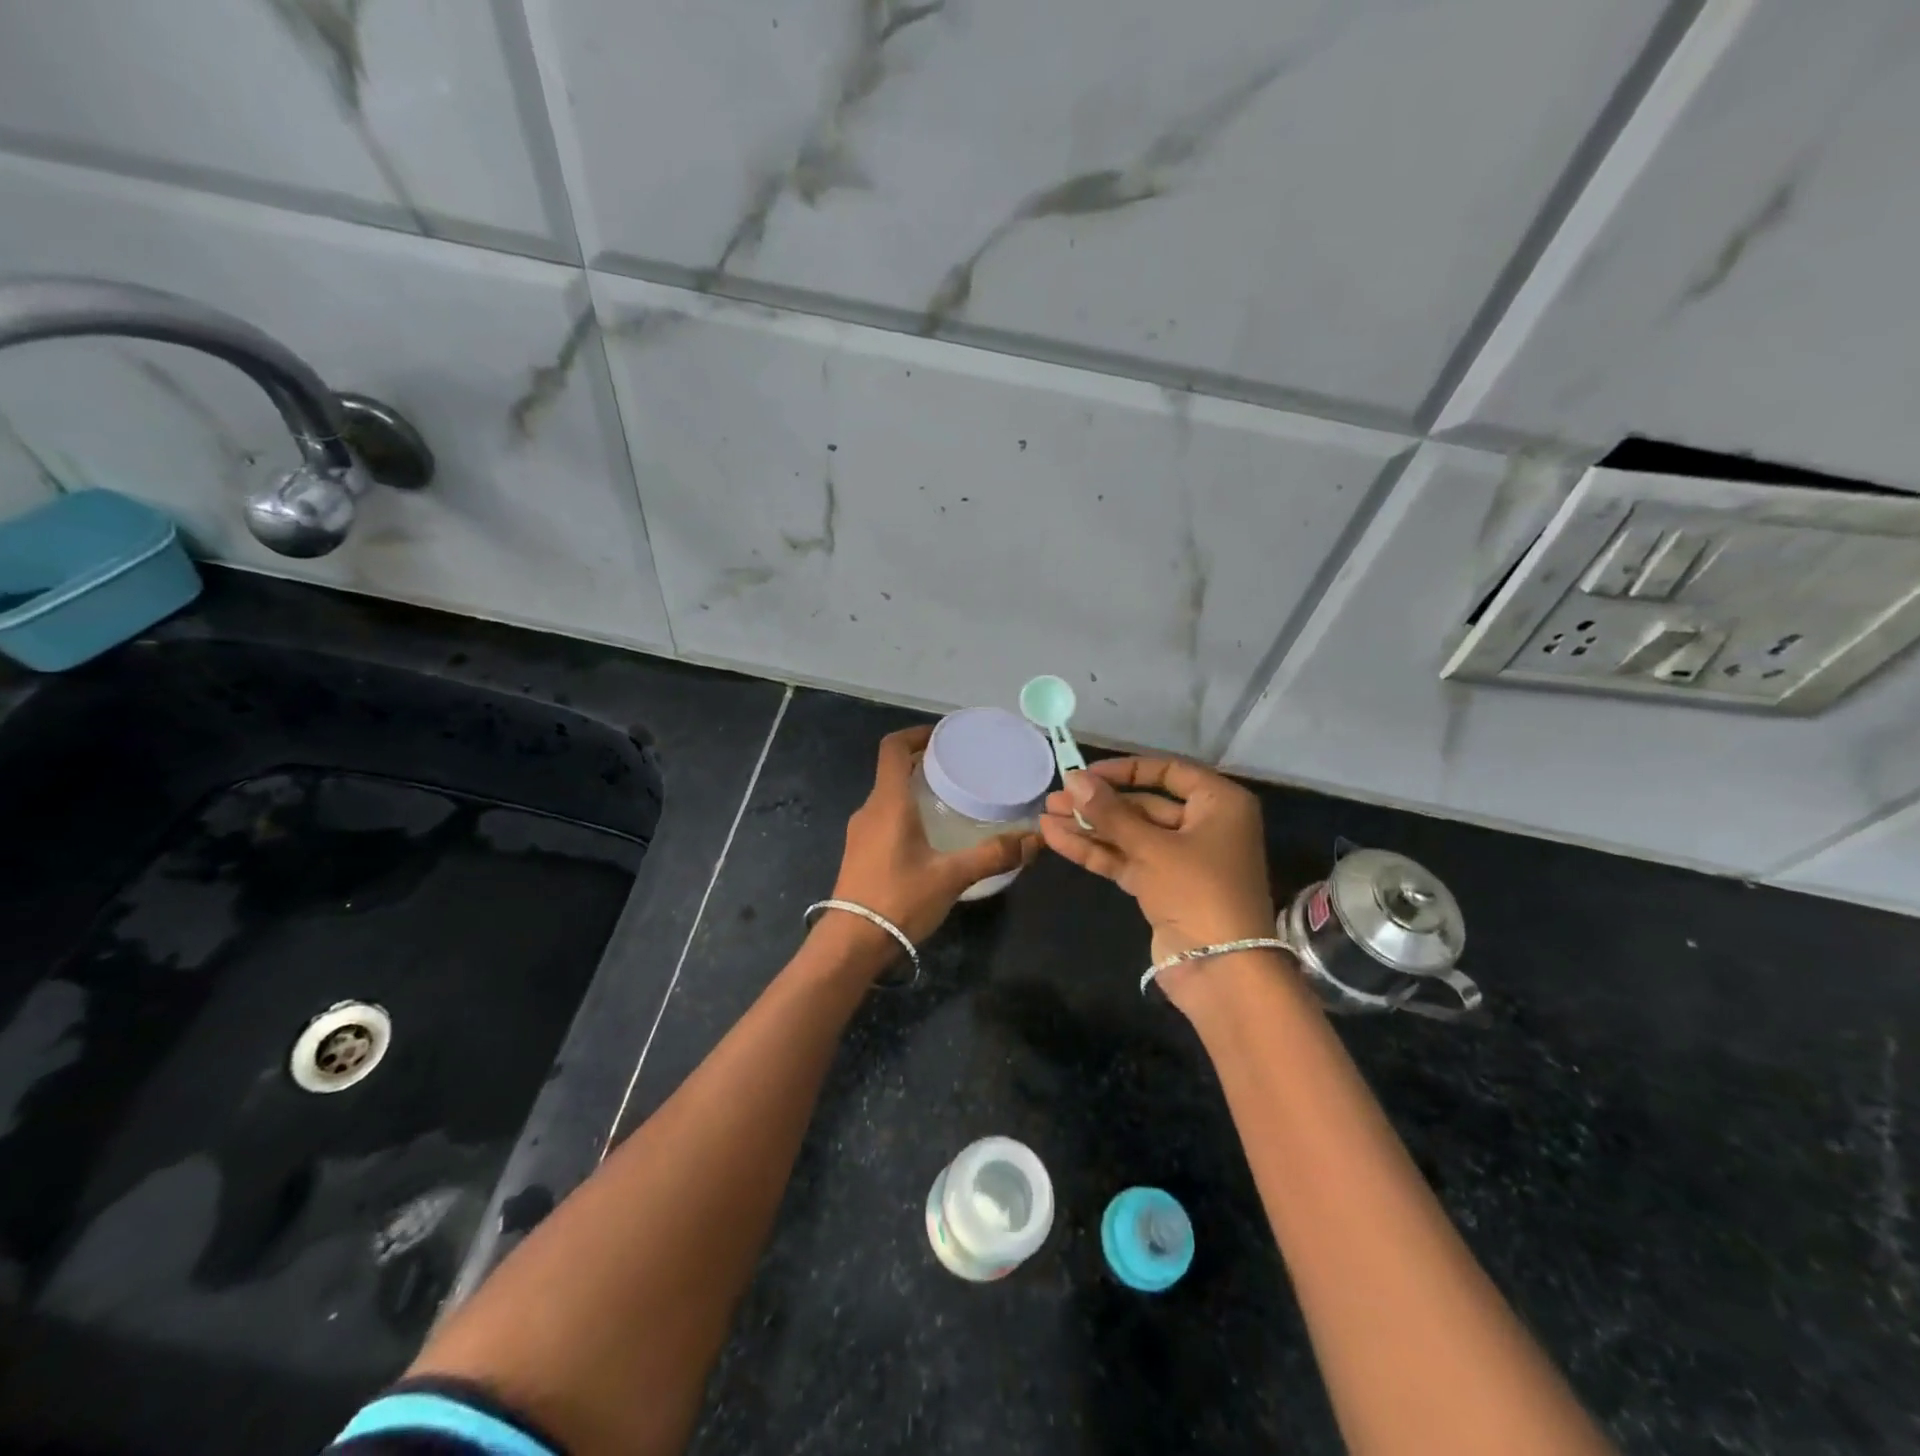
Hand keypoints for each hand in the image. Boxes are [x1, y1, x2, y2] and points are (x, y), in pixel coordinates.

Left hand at [828, 725, 1039, 954]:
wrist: (852, 943)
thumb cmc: (899, 899)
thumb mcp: (951, 876)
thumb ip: (993, 855)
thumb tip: (1035, 840)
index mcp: (888, 802)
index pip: (893, 748)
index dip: (916, 734)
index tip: (944, 737)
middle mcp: (870, 809)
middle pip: (892, 770)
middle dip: (923, 762)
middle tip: (959, 768)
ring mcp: (860, 832)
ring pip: (888, 796)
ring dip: (914, 788)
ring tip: (951, 798)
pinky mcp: (860, 852)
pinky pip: (884, 817)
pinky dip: (906, 811)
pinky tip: (931, 834)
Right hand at [1040, 757, 1279, 1004]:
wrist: (1220, 970)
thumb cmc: (1197, 891)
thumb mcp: (1152, 847)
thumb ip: (1110, 812)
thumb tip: (1073, 778)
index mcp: (1219, 804)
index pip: (1168, 771)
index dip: (1125, 770)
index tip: (1086, 773)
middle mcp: (1203, 826)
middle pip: (1144, 805)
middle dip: (1098, 803)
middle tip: (1054, 797)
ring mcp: (1181, 860)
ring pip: (1129, 834)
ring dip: (1089, 826)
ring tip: (1045, 816)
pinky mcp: (1161, 888)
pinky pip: (1125, 859)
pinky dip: (1095, 850)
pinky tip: (1056, 839)